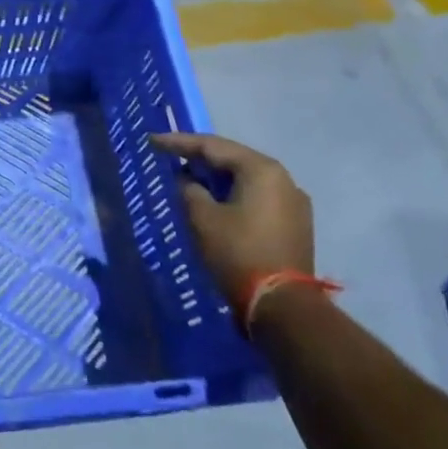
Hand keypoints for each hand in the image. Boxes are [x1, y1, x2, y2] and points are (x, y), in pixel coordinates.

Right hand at [149, 132, 312, 302]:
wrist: (283, 307)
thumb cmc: (238, 253)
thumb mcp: (202, 217)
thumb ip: (188, 189)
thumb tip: (186, 180)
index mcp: (261, 169)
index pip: (212, 146)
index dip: (178, 142)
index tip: (152, 141)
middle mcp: (283, 179)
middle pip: (233, 159)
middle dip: (199, 158)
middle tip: (169, 156)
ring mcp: (293, 202)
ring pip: (246, 179)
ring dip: (216, 178)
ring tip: (188, 178)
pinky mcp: (295, 224)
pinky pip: (257, 197)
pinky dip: (233, 194)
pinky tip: (215, 201)